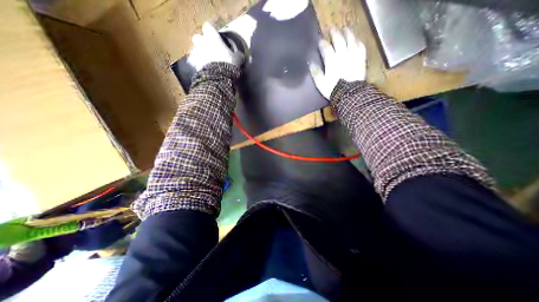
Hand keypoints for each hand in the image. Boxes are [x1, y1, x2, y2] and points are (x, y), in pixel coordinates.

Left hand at [187, 22, 243, 69]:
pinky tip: (208, 69)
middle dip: (202, 41)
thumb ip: (238, 55)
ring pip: (197, 50)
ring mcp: (198, 54)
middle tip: (209, 47)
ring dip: (201, 53)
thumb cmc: (228, 63)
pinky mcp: (196, 65)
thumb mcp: (237, 59)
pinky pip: (198, 62)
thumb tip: (240, 55)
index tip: (216, 36)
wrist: (218, 77)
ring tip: (209, 60)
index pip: (208, 27)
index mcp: (213, 38)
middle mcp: (203, 43)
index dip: (212, 31)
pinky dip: (202, 64)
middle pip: (197, 37)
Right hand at [307, 27, 366, 99]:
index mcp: (331, 61)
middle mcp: (342, 55)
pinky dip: (358, 42)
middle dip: (335, 34)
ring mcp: (353, 56)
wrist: (348, 94)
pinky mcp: (361, 60)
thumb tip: (311, 64)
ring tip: (345, 30)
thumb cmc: (332, 89)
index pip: (326, 48)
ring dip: (348, 33)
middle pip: (339, 40)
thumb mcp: (320, 83)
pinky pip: (361, 47)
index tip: (320, 41)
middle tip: (332, 29)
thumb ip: (316, 73)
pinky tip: (356, 40)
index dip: (322, 43)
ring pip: (351, 40)